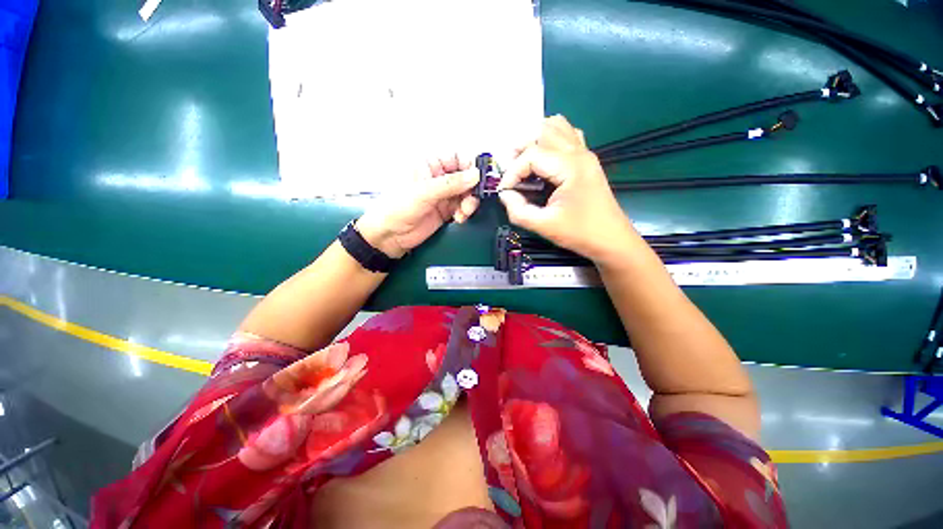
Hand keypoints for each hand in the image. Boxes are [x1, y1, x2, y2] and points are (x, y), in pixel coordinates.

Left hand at [356, 155, 480, 258]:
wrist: (389, 236)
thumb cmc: (397, 208)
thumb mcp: (424, 193)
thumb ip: (451, 184)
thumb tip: (475, 175)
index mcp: (429, 165)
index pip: (458, 158)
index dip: (471, 166)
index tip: (479, 179)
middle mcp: (438, 178)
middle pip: (466, 177)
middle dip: (472, 189)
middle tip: (470, 201)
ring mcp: (443, 195)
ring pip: (467, 194)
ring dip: (469, 203)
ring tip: (463, 213)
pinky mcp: (445, 211)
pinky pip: (463, 208)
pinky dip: (465, 213)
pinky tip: (459, 218)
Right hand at [498, 115, 637, 263]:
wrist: (611, 240)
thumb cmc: (580, 233)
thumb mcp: (544, 226)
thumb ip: (518, 211)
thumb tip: (505, 195)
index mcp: (569, 166)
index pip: (531, 155)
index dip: (512, 172)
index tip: (505, 191)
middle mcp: (578, 152)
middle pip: (542, 131)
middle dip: (520, 149)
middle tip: (511, 174)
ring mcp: (585, 154)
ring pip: (556, 127)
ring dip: (535, 140)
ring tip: (525, 164)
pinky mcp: (586, 160)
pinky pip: (567, 136)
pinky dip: (551, 140)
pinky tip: (544, 160)